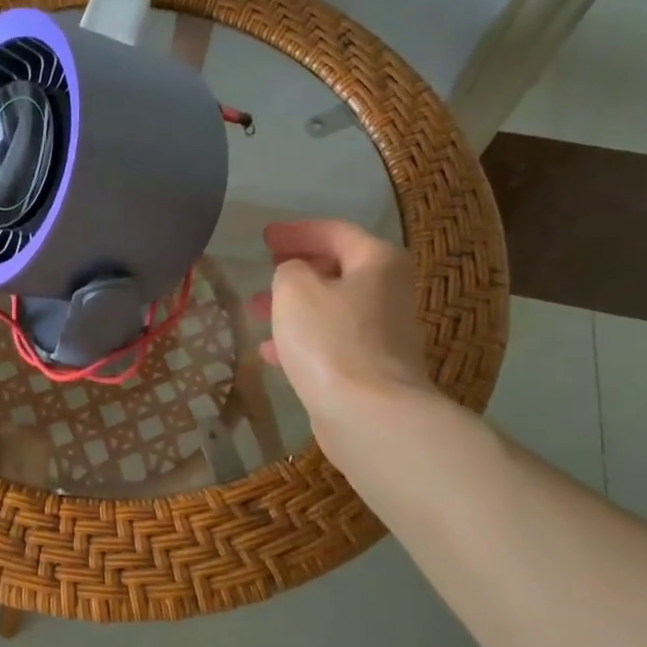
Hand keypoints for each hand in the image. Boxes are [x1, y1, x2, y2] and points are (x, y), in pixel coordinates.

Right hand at [260, 220, 431, 417]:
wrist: (369, 416)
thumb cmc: (330, 339)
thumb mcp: (294, 289)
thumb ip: (289, 269)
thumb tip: (296, 275)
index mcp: (377, 262)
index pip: (335, 231)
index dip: (297, 231)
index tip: (264, 238)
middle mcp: (389, 292)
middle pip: (338, 269)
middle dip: (296, 270)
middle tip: (265, 271)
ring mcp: (383, 334)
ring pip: (331, 308)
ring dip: (295, 307)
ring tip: (257, 312)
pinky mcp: (371, 369)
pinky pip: (331, 342)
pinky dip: (302, 340)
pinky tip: (270, 353)